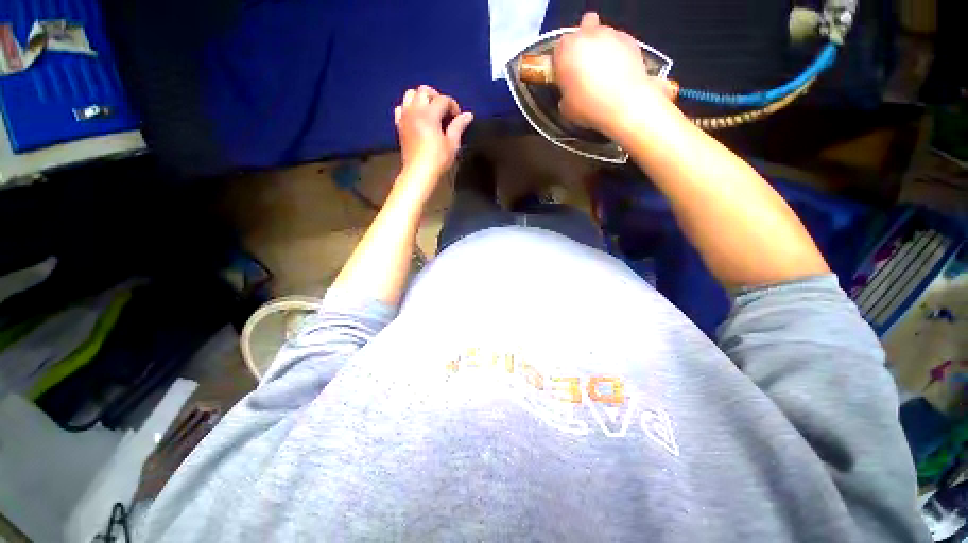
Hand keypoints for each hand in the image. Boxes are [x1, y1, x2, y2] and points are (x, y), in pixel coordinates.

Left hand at [394, 85, 473, 192]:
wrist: (419, 173)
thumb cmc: (438, 160)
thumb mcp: (452, 144)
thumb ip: (458, 126)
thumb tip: (468, 115)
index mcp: (429, 115)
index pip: (443, 99)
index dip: (453, 106)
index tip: (458, 117)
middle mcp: (415, 111)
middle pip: (424, 90)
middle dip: (436, 96)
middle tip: (444, 111)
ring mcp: (405, 117)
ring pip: (409, 94)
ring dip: (421, 98)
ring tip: (430, 111)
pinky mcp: (399, 125)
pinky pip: (401, 108)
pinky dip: (409, 108)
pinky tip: (417, 118)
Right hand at [553, 13, 674, 137]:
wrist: (624, 103)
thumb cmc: (588, 106)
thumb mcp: (565, 108)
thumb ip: (564, 94)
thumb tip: (568, 94)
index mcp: (565, 50)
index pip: (558, 50)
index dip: (561, 63)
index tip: (565, 77)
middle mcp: (586, 35)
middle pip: (581, 33)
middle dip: (581, 48)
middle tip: (584, 69)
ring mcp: (610, 34)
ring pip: (601, 34)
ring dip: (599, 49)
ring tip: (604, 72)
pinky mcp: (629, 39)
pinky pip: (618, 42)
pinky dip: (617, 53)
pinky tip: (618, 72)